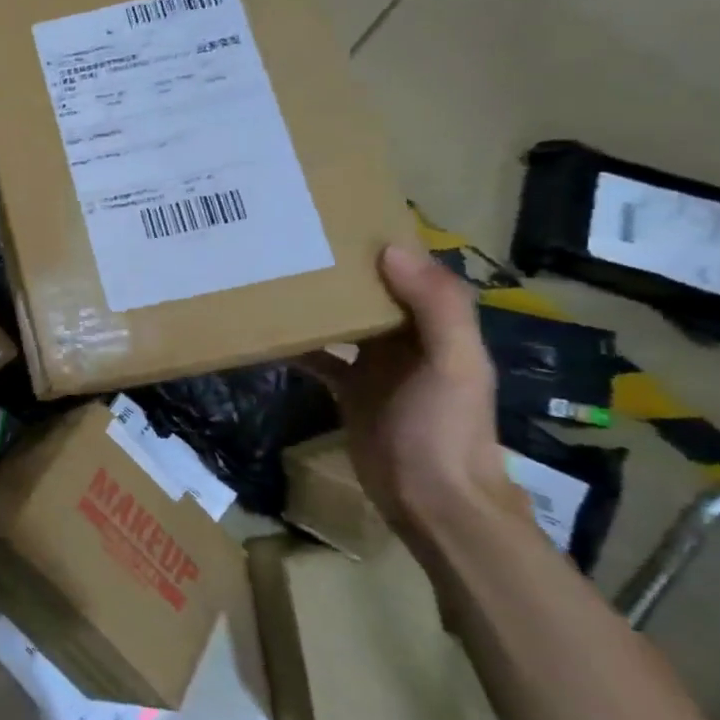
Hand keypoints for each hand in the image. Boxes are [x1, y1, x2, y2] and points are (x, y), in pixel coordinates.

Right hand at [300, 245, 524, 543]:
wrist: (431, 500)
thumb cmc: (444, 429)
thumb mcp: (451, 364)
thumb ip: (435, 308)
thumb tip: (391, 249)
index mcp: (438, 326)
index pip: (412, 272)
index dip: (384, 245)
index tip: (341, 218)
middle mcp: (407, 340)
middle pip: (373, 293)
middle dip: (342, 269)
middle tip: (293, 242)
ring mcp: (376, 367)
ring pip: (344, 322)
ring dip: (319, 304)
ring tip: (276, 277)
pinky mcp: (349, 391)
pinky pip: (321, 358)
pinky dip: (299, 346)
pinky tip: (268, 334)